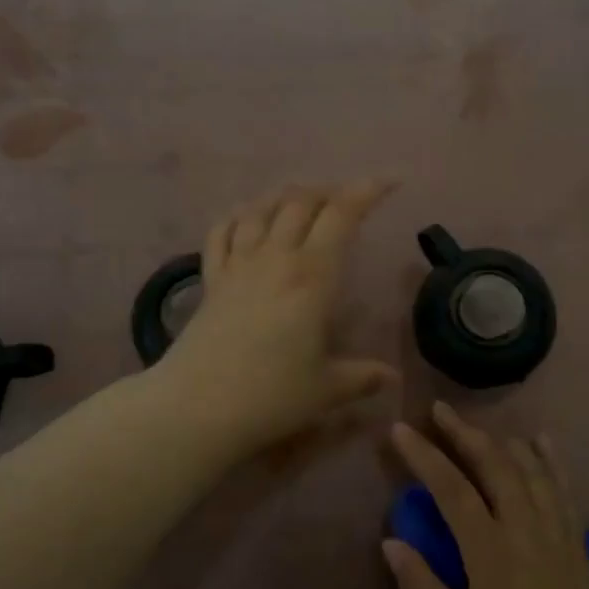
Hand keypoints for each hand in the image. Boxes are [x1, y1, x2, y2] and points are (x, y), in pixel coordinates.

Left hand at [155, 181, 399, 457]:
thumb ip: (362, 377)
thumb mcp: (327, 390)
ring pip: (261, 209)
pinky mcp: (211, 279)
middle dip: (328, 191)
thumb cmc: (270, 396)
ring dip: (285, 196)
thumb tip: (392, 378)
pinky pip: (222, 232)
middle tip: (346, 199)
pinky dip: (238, 216)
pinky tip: (245, 216)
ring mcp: (238, 265)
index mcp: (312, 277)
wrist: (196, 407)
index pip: (342, 215)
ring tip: (301, 199)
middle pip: (301, 202)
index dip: (367, 191)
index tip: (389, 181)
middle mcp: (275, 258)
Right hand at [384, 403, 588, 588]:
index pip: (452, 490)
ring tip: (475, 426)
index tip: (399, 429)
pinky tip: (542, 439)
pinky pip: (564, 487)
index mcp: (492, 554)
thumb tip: (391, 541)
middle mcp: (526, 530)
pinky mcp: (579, 541)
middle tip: (438, 409)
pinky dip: (551, 459)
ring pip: (528, 468)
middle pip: (494, 465)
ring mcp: (558, 532)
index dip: (424, 456)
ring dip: (499, 439)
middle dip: (463, 432)